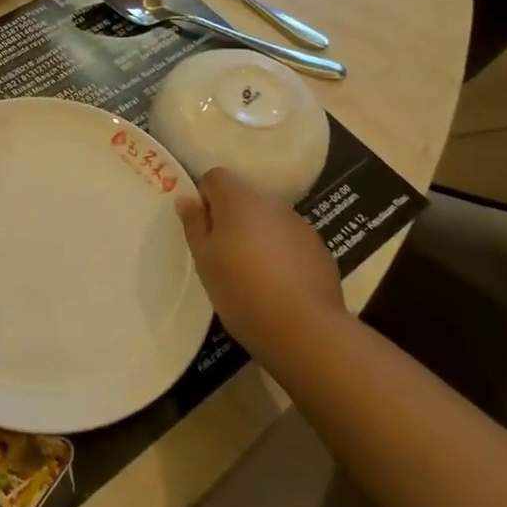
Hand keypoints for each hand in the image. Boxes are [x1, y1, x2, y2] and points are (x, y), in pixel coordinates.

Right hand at [177, 167, 346, 360]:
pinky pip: (290, 240)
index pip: (216, 176)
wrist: (305, 329)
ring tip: (252, 273)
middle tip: (223, 254)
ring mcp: (300, 225)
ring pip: (269, 219)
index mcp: (239, 200)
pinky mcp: (319, 248)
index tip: (203, 229)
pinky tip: (279, 284)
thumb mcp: (204, 260)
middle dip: (231, 218)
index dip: (205, 197)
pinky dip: (281, 252)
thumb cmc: (242, 291)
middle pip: (244, 197)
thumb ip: (194, 225)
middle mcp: (272, 203)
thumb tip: (186, 199)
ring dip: (257, 235)